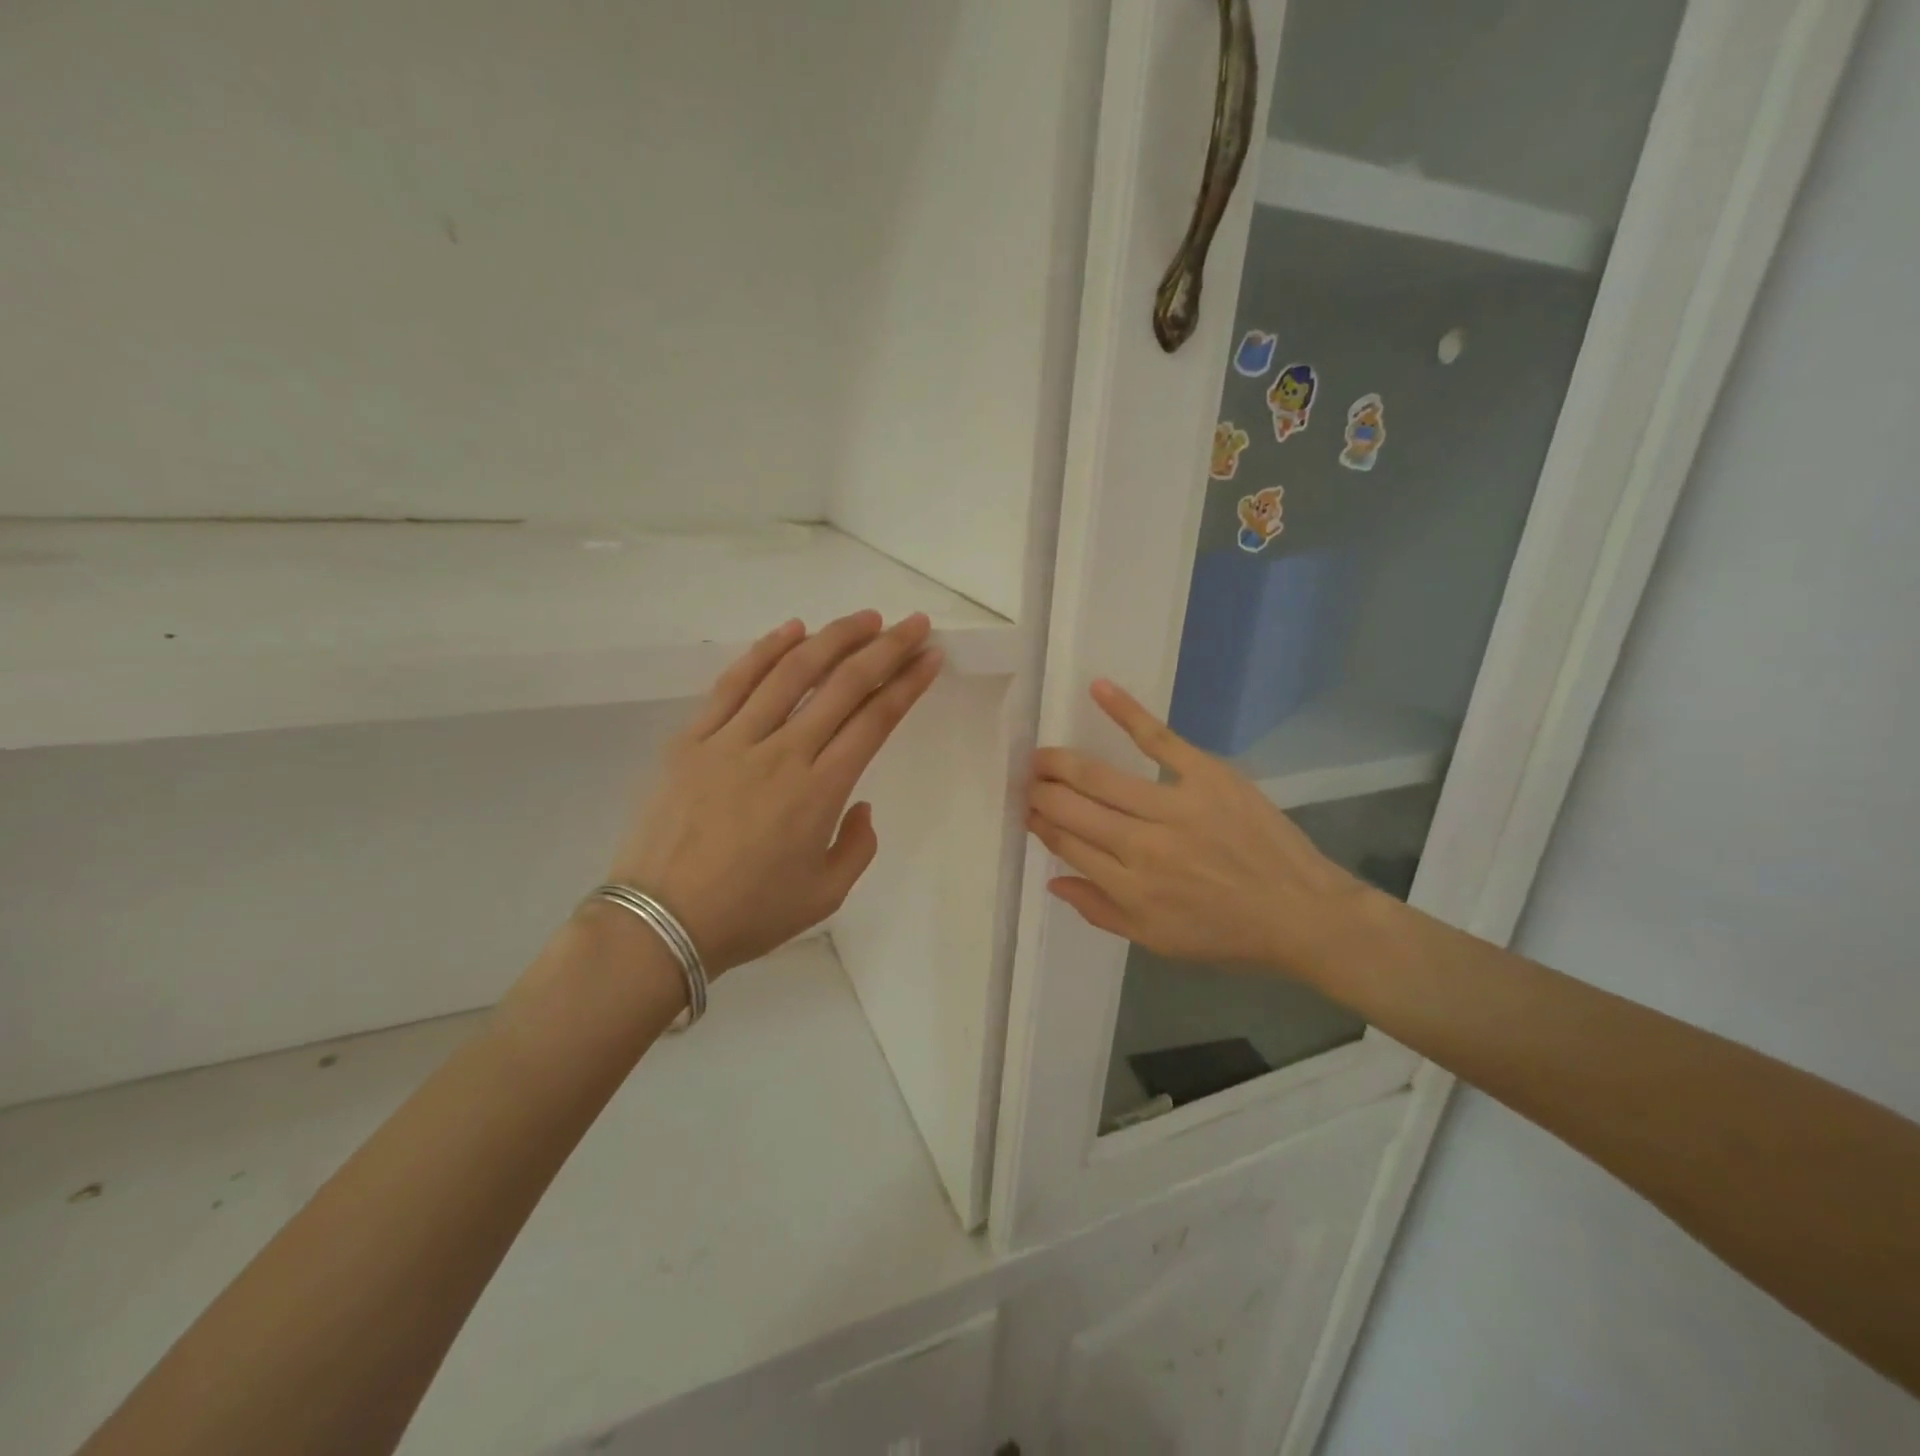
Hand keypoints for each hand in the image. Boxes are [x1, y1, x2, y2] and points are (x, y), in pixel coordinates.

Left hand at [610, 610, 941, 973]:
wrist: (659, 923)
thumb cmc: (749, 914)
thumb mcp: (825, 895)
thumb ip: (857, 846)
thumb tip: (859, 804)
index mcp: (820, 791)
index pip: (875, 720)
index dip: (907, 683)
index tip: (930, 656)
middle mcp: (783, 753)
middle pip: (843, 686)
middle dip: (885, 648)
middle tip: (913, 623)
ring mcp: (733, 740)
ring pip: (791, 673)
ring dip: (833, 638)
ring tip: (864, 618)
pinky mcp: (693, 739)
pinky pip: (733, 683)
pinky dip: (765, 651)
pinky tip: (792, 630)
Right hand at [1027, 680, 1372, 977]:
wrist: (1302, 914)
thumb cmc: (1226, 934)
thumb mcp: (1156, 942)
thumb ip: (1099, 910)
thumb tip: (1052, 880)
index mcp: (1128, 887)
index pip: (1066, 844)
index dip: (1041, 824)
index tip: (1029, 810)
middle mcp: (1142, 845)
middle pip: (1073, 808)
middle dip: (1041, 791)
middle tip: (1027, 779)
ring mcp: (1174, 806)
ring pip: (1099, 776)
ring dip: (1061, 763)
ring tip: (1041, 754)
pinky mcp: (1207, 775)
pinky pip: (1158, 739)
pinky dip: (1126, 711)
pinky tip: (1098, 688)